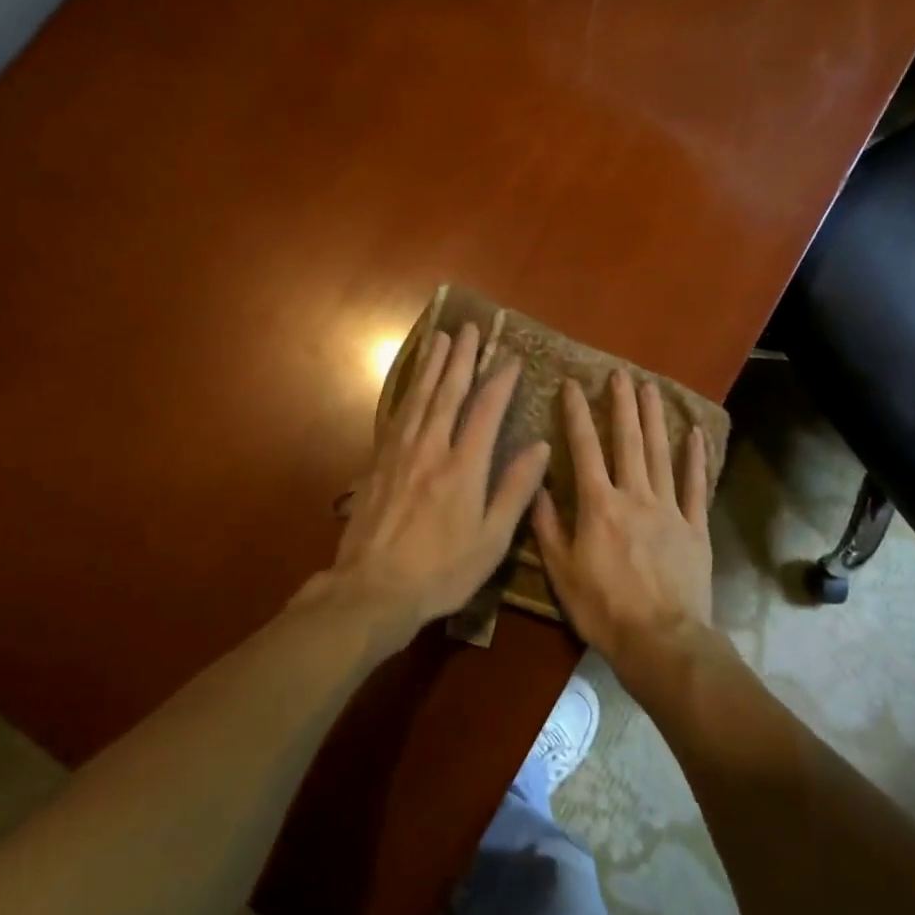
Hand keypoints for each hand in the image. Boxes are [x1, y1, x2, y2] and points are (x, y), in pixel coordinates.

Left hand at [318, 324, 549, 643]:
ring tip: (441, 339)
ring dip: (432, 366)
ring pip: (419, 398)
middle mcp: (431, 448)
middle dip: (461, 358)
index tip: (510, 357)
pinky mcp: (378, 462)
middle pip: (448, 393)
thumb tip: (540, 446)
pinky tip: (411, 385)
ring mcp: (400, 453)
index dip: (500, 380)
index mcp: (464, 467)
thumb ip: (515, 490)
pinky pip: (396, 415)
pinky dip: (407, 392)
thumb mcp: (492, 540)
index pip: (486, 410)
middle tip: (468, 328)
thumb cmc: (442, 570)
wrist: (374, 587)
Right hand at [531, 371, 713, 671]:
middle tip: (619, 374)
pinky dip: (695, 458)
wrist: (662, 642)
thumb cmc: (604, 609)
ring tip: (650, 388)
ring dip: (654, 418)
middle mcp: (634, 495)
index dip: (576, 414)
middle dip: (621, 404)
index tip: (571, 384)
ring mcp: (669, 509)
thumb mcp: (562, 571)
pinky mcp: (695, 527)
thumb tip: (536, 486)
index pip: (584, 448)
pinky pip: (695, 486)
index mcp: (598, 505)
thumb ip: (548, 526)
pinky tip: (694, 432)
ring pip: (660, 454)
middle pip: (627, 441)